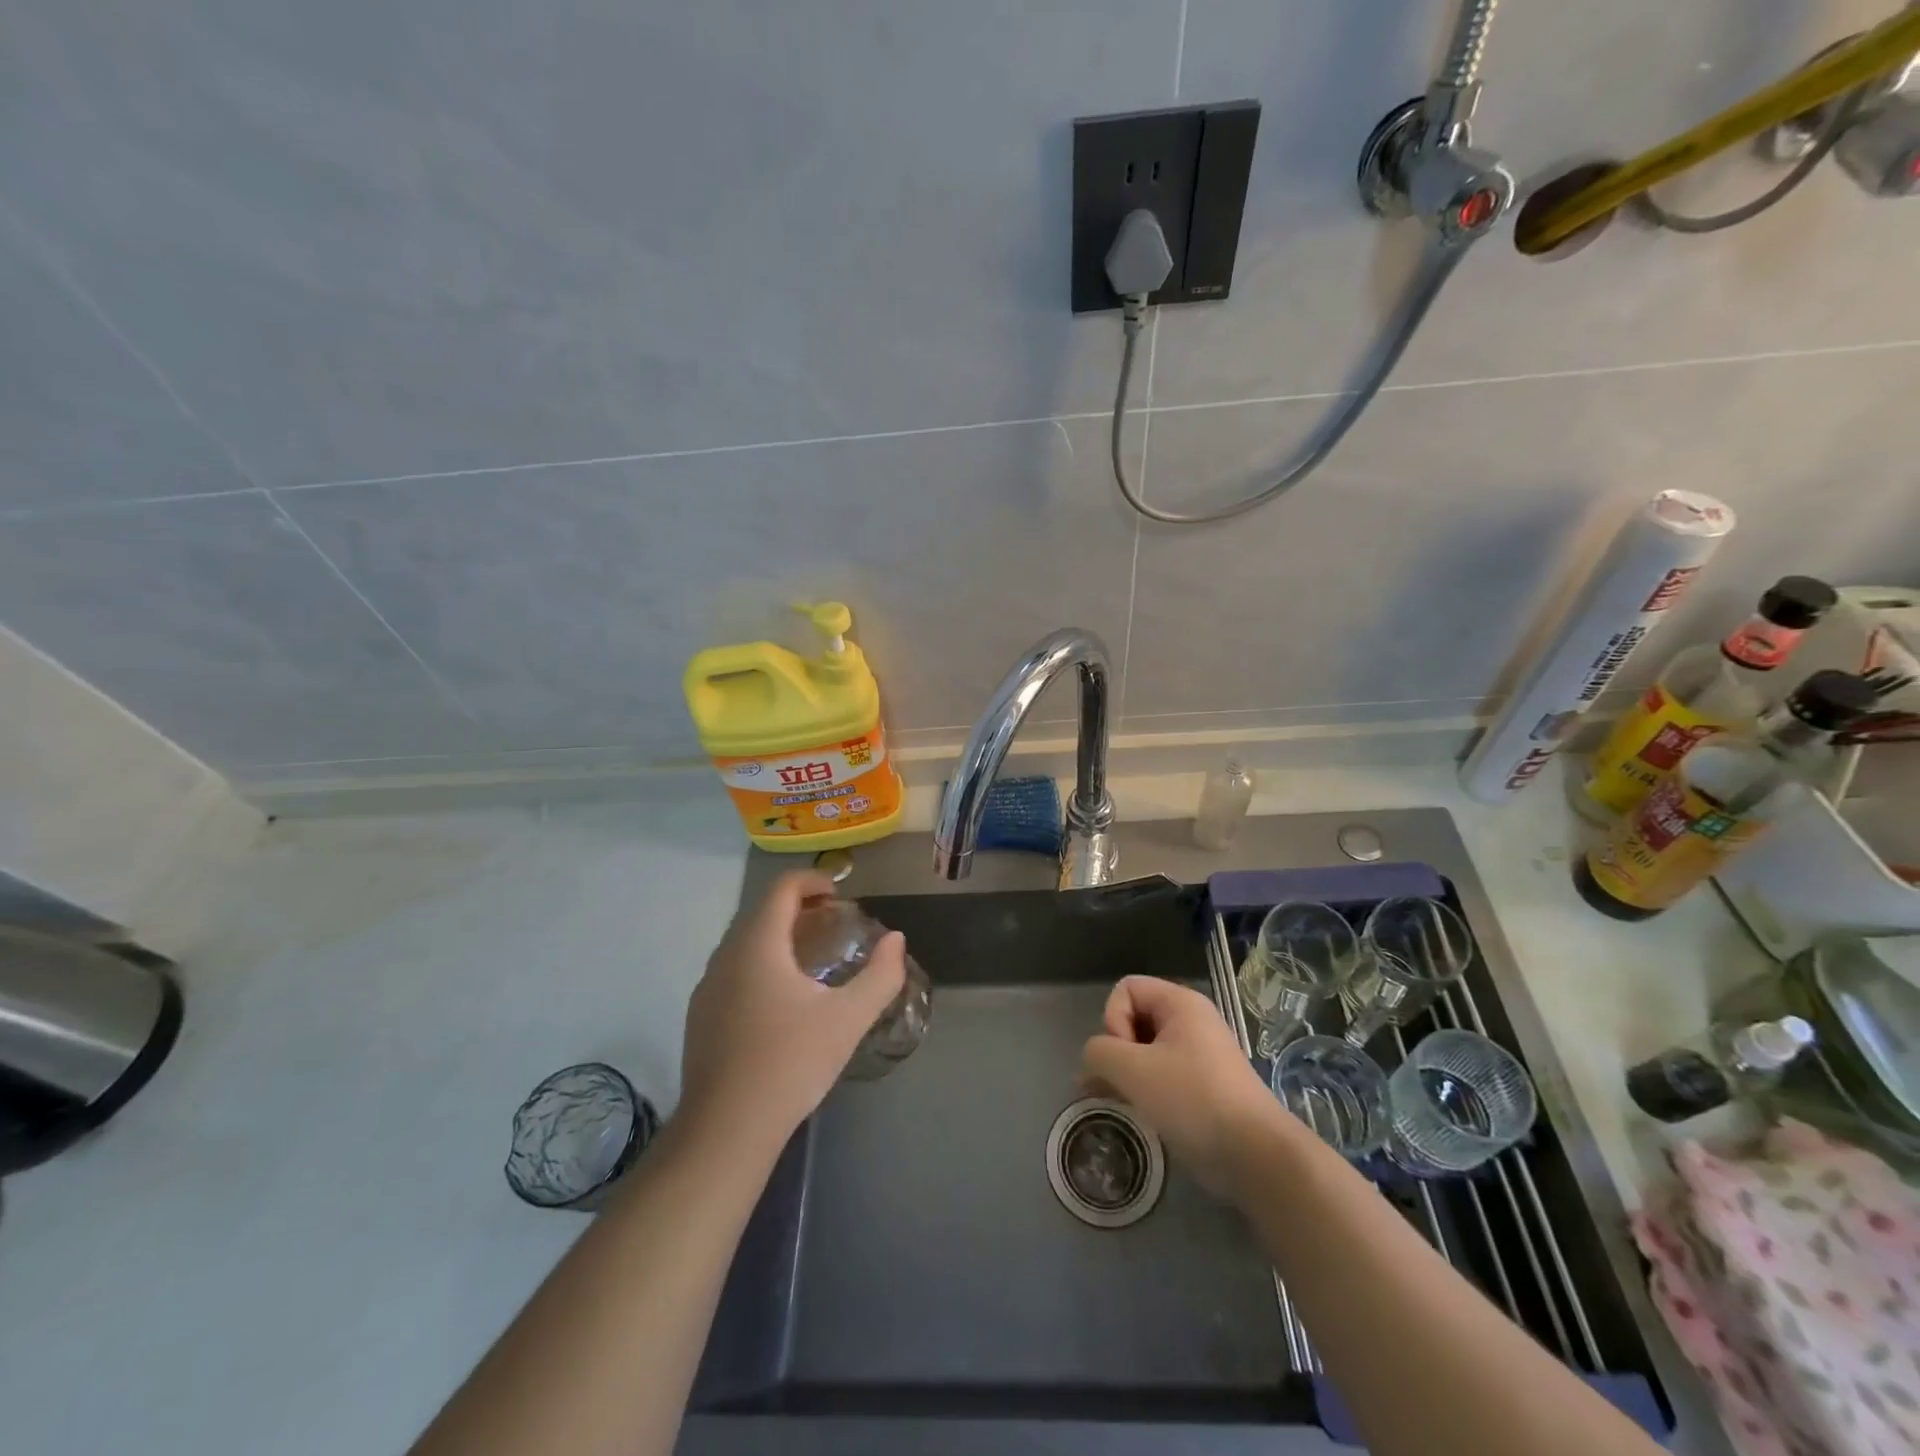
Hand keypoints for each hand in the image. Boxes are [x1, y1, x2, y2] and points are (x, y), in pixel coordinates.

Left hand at [679, 871, 906, 1157]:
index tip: (840, 895)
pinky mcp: (699, 1015)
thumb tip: (896, 940)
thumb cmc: (790, 1064)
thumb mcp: (848, 1019)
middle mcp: (726, 955)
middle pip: (761, 910)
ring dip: (778, 934)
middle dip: (798, 906)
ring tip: (811, 956)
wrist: (725, 1130)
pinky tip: (780, 997)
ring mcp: (707, 986)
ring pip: (744, 940)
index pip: (782, 888)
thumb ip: (880, 975)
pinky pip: (732, 968)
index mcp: (758, 945)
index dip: (813, 880)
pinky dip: (760, 961)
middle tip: (833, 923)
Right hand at [1080, 976, 1286, 1196]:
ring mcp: (1200, 1055)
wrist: (1258, 1158)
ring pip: (1146, 1050)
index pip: (1127, 989)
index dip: (1114, 1019)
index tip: (1126, 1057)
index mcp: (1181, 1004)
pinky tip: (1140, 1115)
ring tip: (1119, 1103)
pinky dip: (1146, 1090)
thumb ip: (1099, 1052)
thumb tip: (1094, 1060)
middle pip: (1135, 1018)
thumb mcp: (1133, 1070)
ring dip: (1127, 1074)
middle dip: (1116, 1050)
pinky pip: (1163, 1075)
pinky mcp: (1204, 1087)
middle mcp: (1192, 1022)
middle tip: (1116, 1085)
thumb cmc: (1194, 1100)